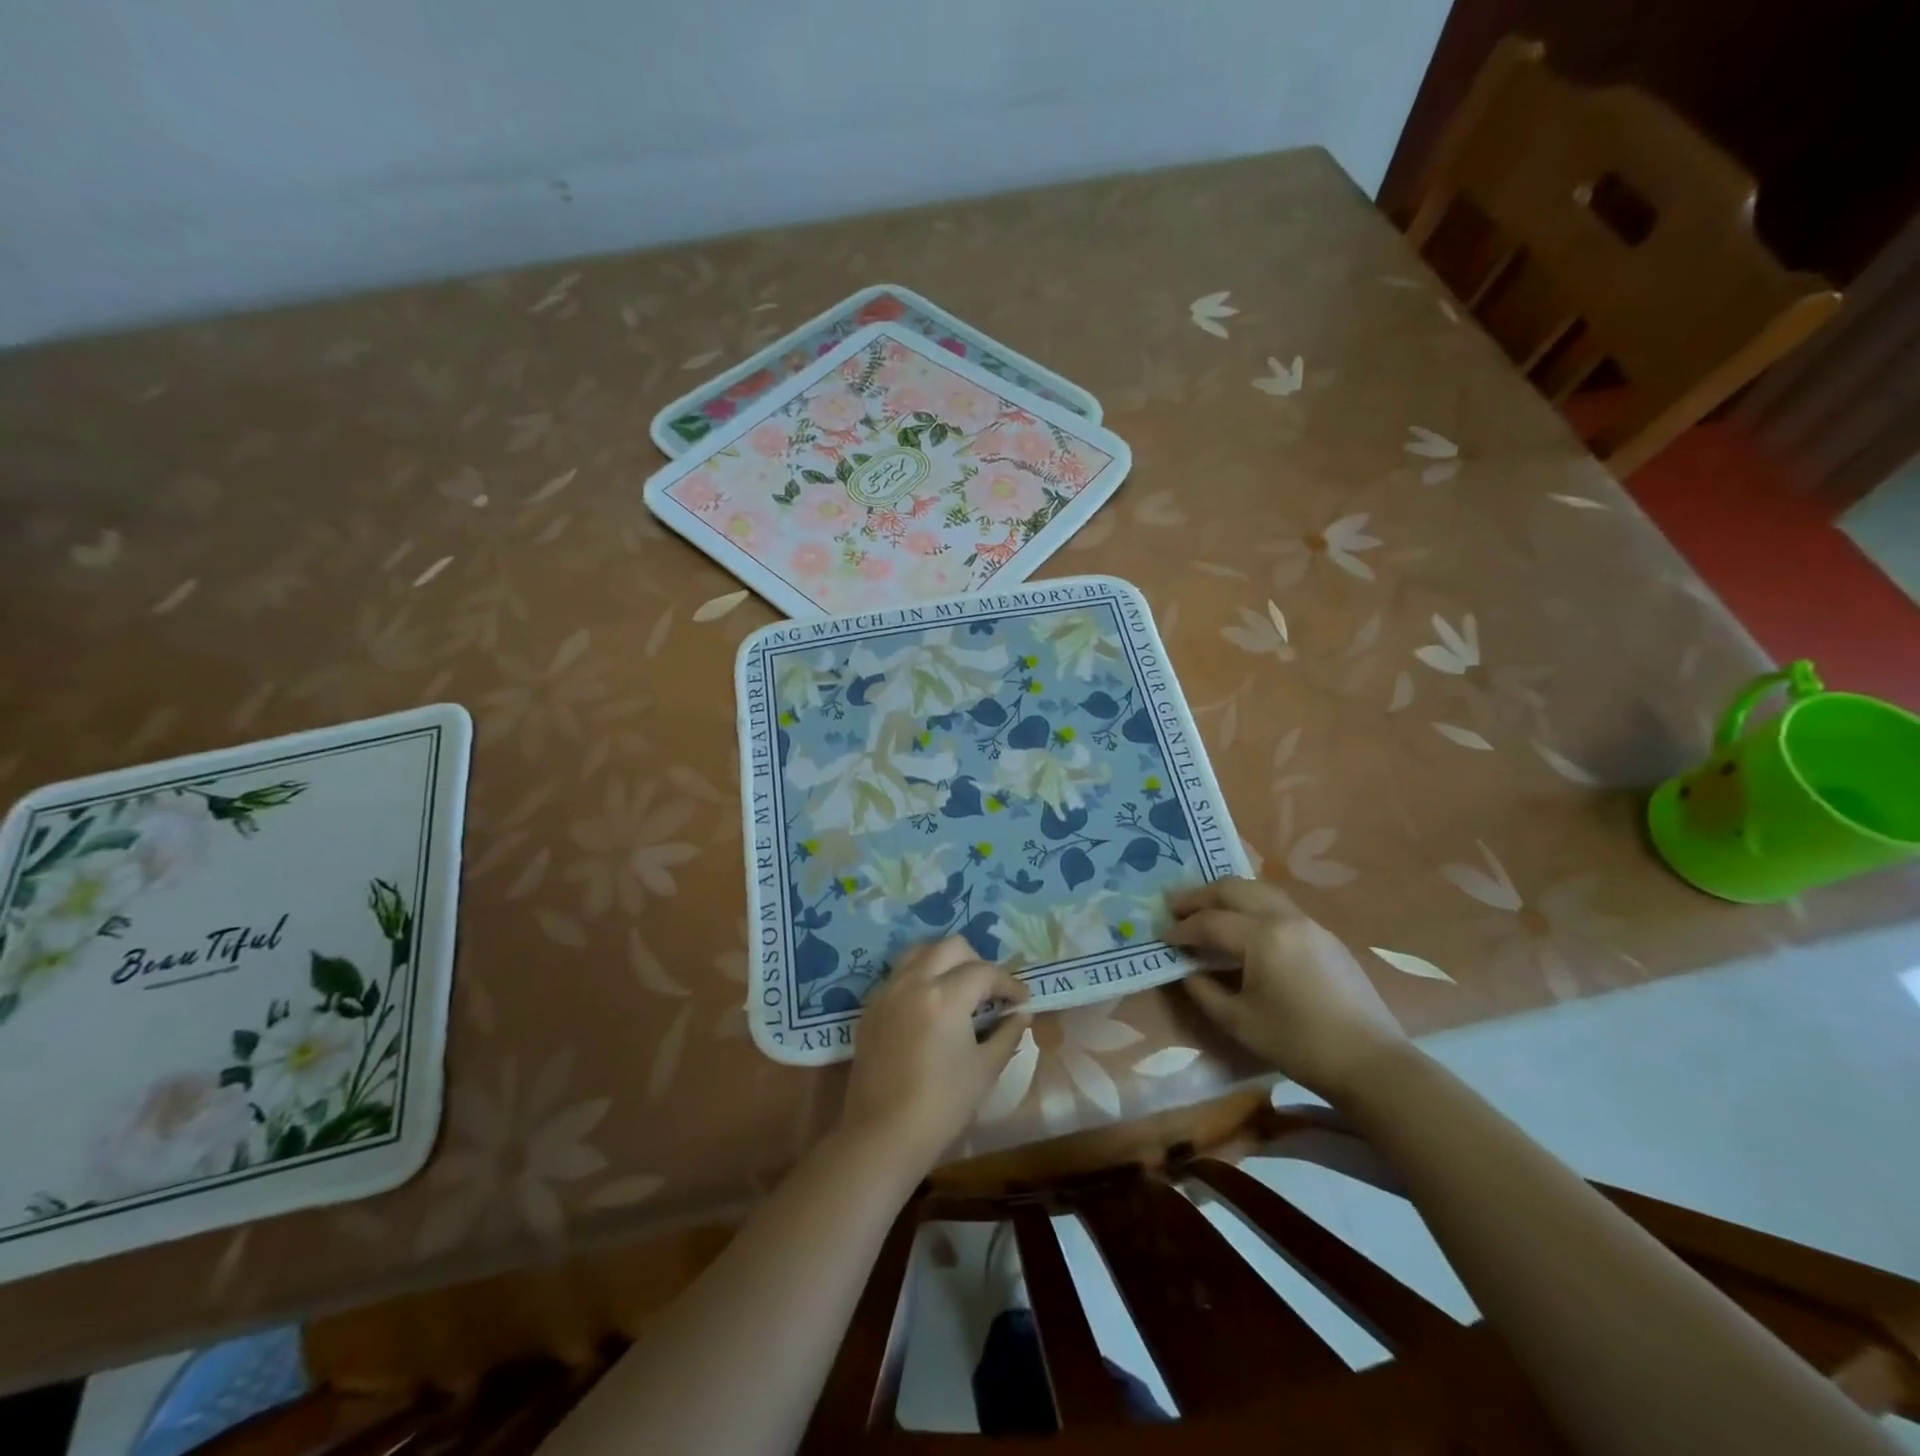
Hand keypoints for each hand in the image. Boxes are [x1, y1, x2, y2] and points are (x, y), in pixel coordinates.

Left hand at [840, 937, 1030, 1173]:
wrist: (882, 1135)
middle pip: (950, 947)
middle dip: (976, 962)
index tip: (1022, 1000)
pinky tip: (931, 1007)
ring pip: (919, 953)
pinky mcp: (871, 1008)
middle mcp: (913, 982)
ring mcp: (887, 992)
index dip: (1009, 983)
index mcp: (944, 995)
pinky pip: (899, 976)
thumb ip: (1007, 1034)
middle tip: (990, 991)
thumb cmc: (942, 1105)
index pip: (984, 972)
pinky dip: (920, 978)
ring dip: (944, 962)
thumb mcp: (984, 1070)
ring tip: (960, 990)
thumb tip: (1022, 1014)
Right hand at [1164, 877, 1409, 1103]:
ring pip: (1259, 891)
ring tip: (1206, 909)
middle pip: (1234, 889)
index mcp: (1262, 937)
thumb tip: (1188, 971)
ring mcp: (1309, 923)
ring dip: (1228, 895)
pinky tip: (1243, 926)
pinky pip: (1278, 906)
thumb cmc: (1298, 1043)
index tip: (1161, 937)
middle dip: (1200, 895)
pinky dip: (1251, 906)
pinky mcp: (1324, 936)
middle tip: (1175, 906)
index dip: (1182, 929)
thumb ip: (1204, 991)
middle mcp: (1285, 918)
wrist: (1371, 1062)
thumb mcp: (1238, 1022)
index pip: (1210, 922)